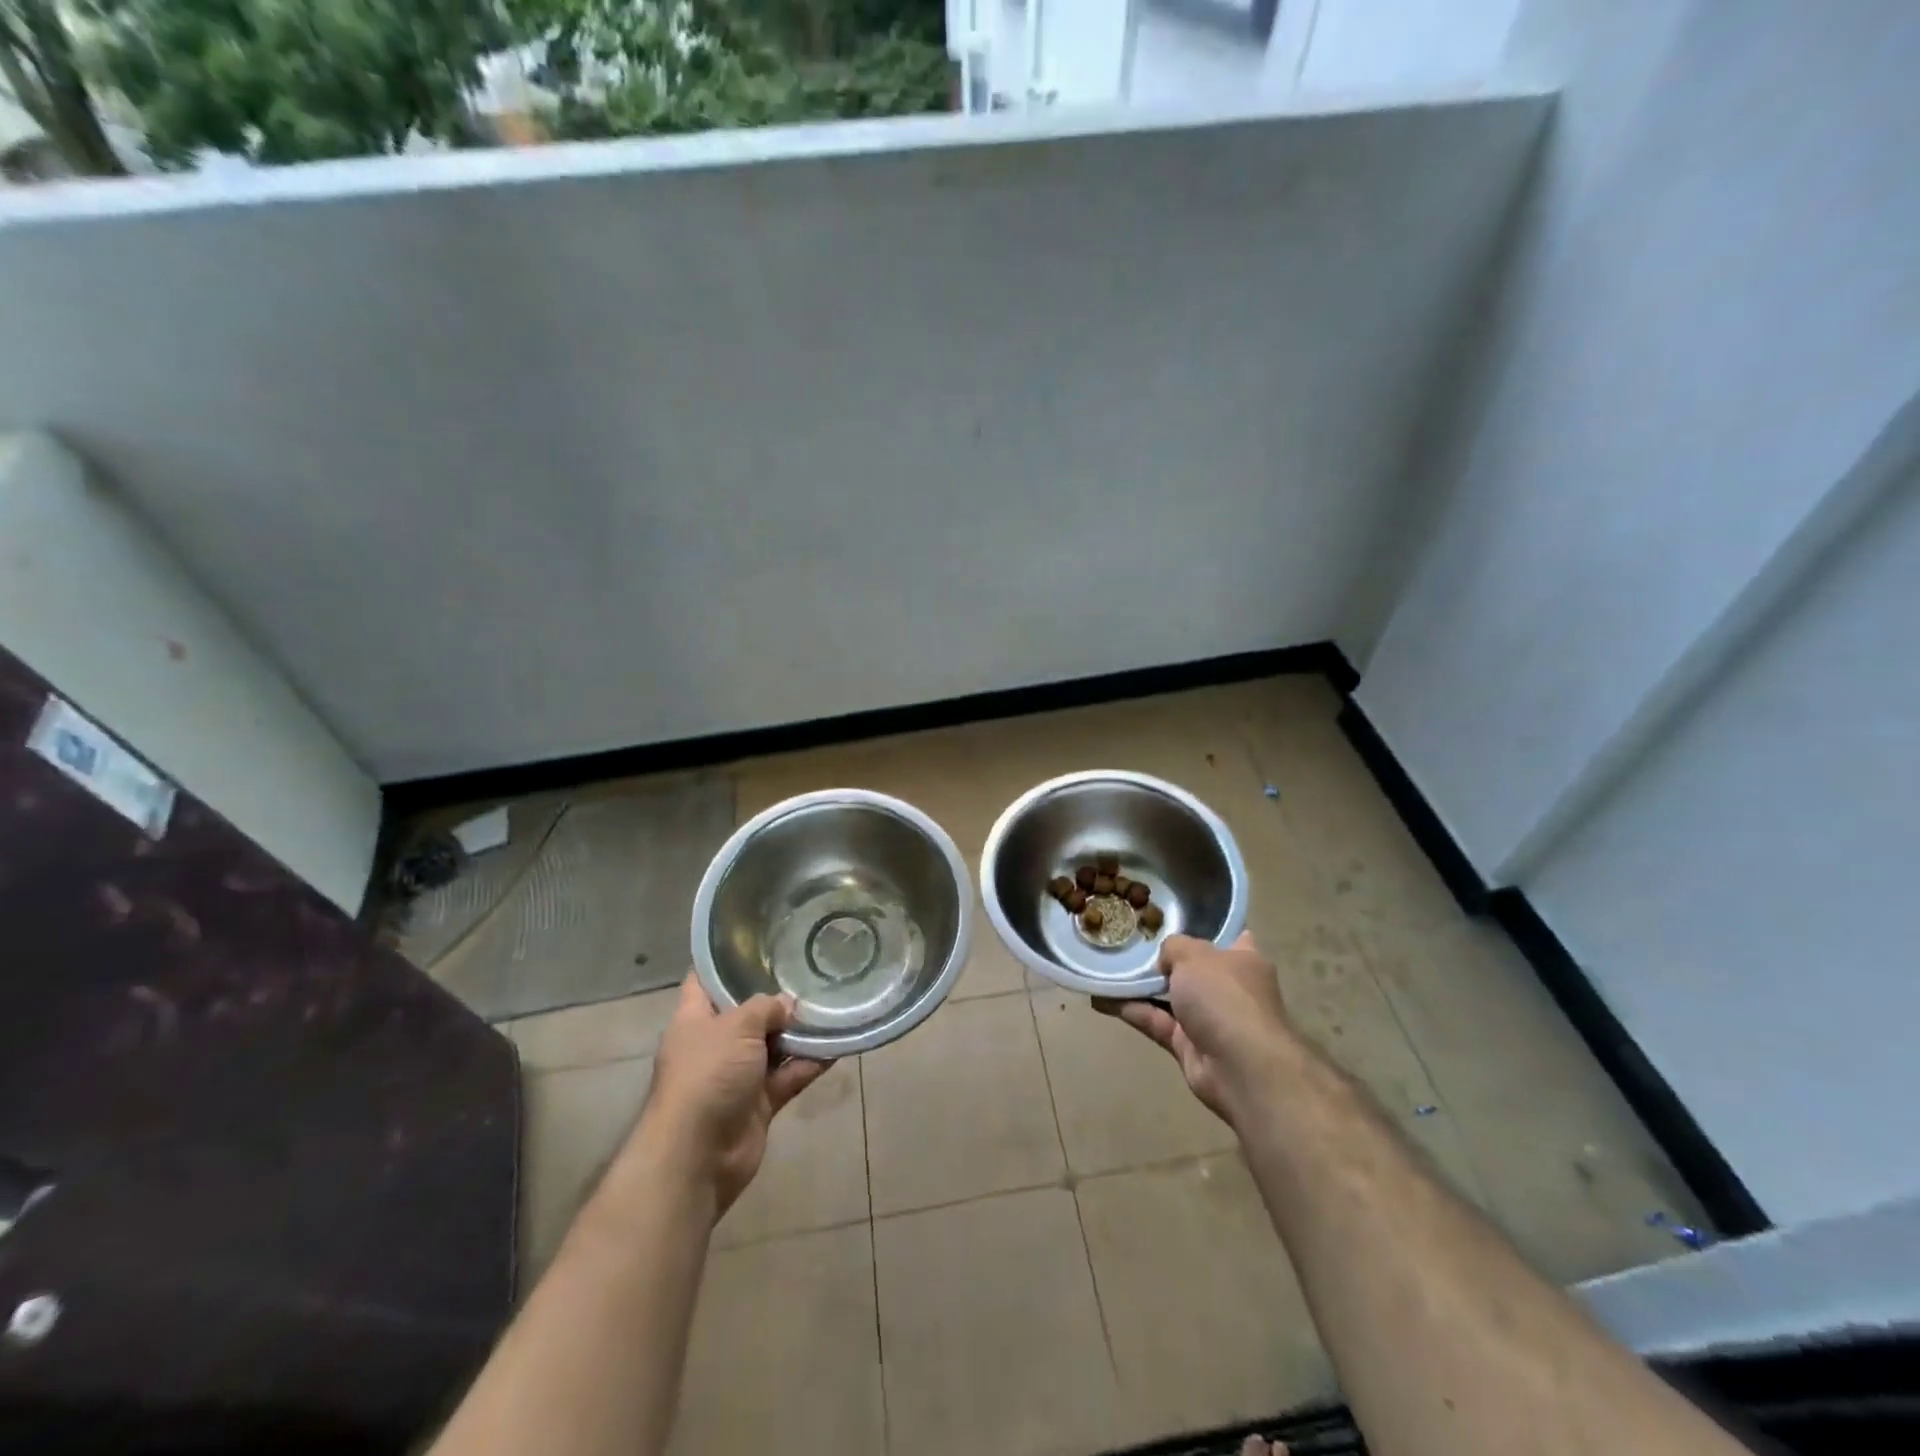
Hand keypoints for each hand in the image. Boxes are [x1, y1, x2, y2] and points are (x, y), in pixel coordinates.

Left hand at [633, 975, 830, 1216]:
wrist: (698, 1156)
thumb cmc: (707, 1076)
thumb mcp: (736, 1027)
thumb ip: (764, 1008)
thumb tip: (786, 1005)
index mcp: (694, 1020)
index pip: (705, 981)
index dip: (726, 962)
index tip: (759, 943)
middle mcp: (714, 1044)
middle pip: (746, 1014)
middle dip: (775, 999)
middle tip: (809, 973)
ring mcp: (737, 1076)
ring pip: (772, 1046)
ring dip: (799, 1033)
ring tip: (831, 1006)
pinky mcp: (758, 1103)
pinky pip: (788, 1076)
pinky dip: (809, 1064)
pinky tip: (837, 1046)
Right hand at [1095, 932, 1290, 1126]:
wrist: (1240, 1067)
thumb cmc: (1225, 997)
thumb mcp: (1194, 955)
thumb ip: (1174, 947)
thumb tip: (1165, 961)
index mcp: (1243, 960)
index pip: (1230, 938)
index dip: (1206, 928)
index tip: (1174, 919)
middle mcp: (1228, 988)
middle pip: (1193, 968)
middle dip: (1165, 958)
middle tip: (1130, 941)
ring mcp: (1209, 1019)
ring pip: (1169, 996)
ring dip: (1141, 986)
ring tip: (1108, 966)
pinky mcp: (1188, 1045)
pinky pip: (1155, 1021)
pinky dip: (1132, 1010)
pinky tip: (1102, 997)